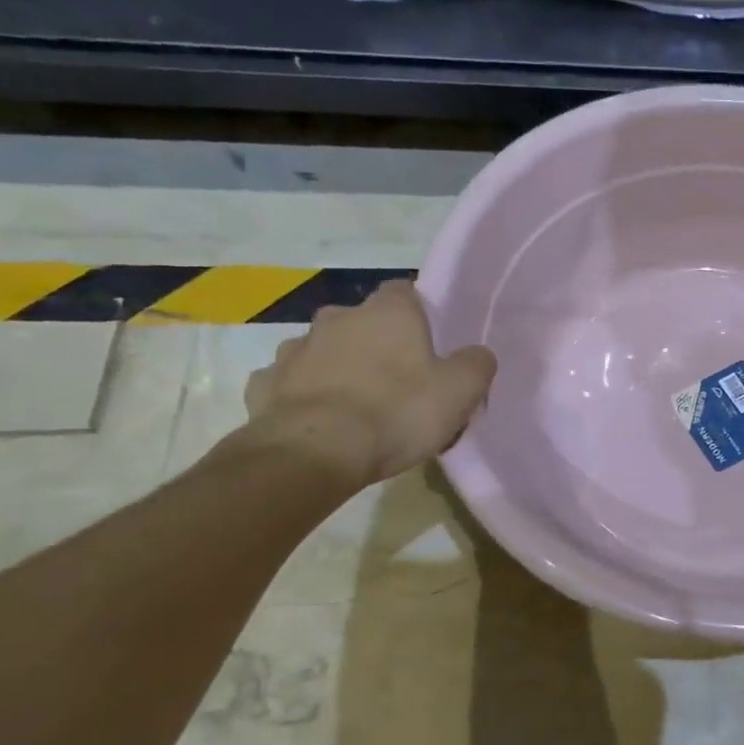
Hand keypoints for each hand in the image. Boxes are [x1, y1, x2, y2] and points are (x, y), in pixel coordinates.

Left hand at [243, 282, 495, 489]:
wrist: (315, 453)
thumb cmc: (396, 412)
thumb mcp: (459, 392)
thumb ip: (475, 365)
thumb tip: (477, 354)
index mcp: (387, 312)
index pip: (405, 291)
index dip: (419, 313)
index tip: (429, 342)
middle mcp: (337, 318)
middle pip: (362, 321)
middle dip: (376, 343)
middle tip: (396, 380)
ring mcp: (294, 349)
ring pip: (323, 351)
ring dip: (337, 367)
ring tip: (355, 406)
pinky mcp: (265, 384)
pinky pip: (291, 383)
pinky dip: (304, 396)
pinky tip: (318, 423)